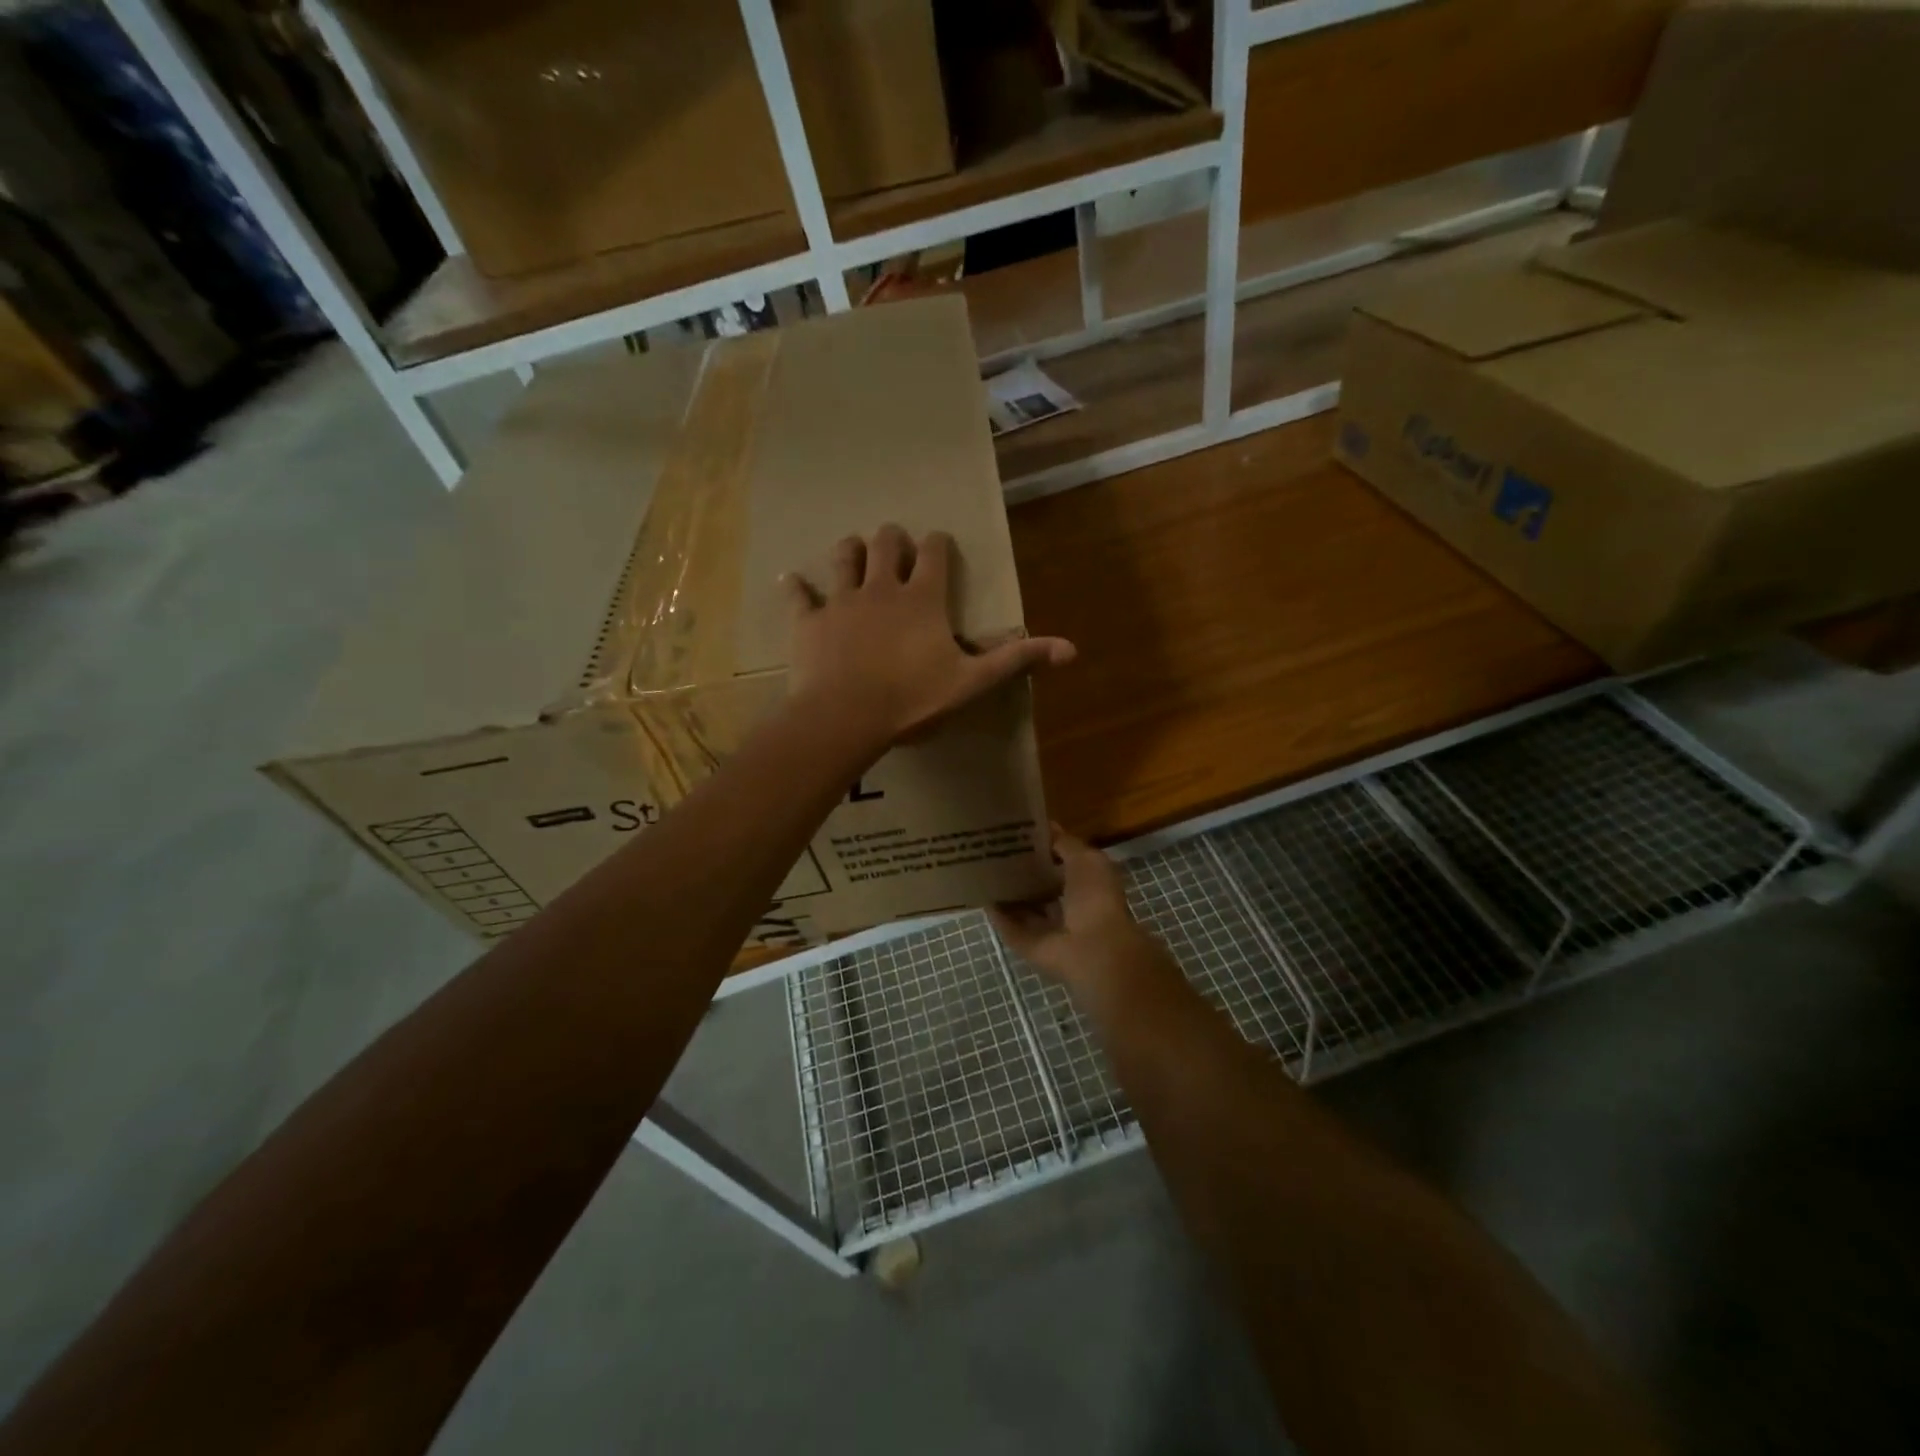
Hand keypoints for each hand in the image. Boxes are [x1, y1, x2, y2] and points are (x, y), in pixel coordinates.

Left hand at [783, 524, 1074, 750]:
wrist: (845, 717)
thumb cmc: (912, 700)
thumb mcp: (971, 682)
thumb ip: (1016, 661)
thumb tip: (1071, 649)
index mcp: (922, 598)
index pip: (935, 553)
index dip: (939, 545)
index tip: (939, 545)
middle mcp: (881, 588)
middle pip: (887, 542)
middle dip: (893, 539)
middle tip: (896, 547)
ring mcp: (841, 600)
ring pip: (844, 557)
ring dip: (851, 550)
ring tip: (855, 552)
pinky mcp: (808, 621)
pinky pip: (798, 594)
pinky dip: (796, 587)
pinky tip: (792, 581)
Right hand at [990, 826, 1167, 997]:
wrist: (1092, 948)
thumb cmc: (1095, 897)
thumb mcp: (1086, 858)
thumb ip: (1065, 843)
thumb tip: (1047, 827)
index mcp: (1088, 885)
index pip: (1062, 863)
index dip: (1044, 848)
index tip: (1019, 832)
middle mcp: (1069, 907)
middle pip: (1041, 886)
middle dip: (1023, 871)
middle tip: (996, 849)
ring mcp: (1048, 929)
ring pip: (1024, 907)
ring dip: (1009, 893)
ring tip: (984, 869)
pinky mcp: (1029, 945)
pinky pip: (1010, 926)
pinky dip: (998, 914)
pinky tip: (982, 895)